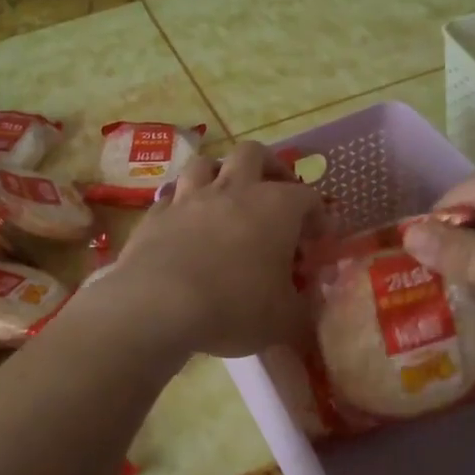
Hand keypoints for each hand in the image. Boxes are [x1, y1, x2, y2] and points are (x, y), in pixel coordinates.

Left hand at [95, 142, 322, 357]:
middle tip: (275, 192)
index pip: (308, 197)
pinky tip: (185, 224)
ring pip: (206, 164)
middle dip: (269, 167)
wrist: (159, 305)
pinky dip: (183, 205)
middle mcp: (233, 190)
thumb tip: (309, 305)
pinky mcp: (156, 214)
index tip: (318, 239)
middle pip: (253, 154)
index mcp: (275, 207)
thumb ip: (304, 309)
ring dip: (219, 175)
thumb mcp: (285, 320)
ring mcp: (190, 197)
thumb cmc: (235, 307)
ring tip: (226, 197)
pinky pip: (172, 196)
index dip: (318, 215)